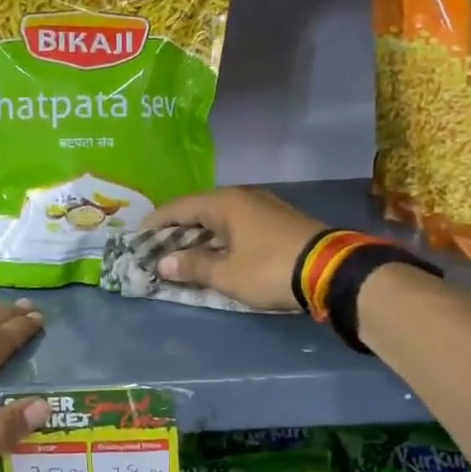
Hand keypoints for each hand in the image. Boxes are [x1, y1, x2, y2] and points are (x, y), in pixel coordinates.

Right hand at [144, 188, 326, 311]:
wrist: (332, 270)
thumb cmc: (270, 269)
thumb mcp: (227, 274)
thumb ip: (193, 266)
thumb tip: (163, 263)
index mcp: (224, 203)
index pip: (178, 207)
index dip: (156, 222)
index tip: (138, 237)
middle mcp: (242, 197)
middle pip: (199, 208)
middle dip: (177, 227)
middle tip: (158, 245)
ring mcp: (264, 206)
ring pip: (220, 216)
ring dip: (200, 232)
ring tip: (184, 250)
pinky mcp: (279, 220)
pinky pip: (238, 223)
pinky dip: (221, 235)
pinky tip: (218, 250)